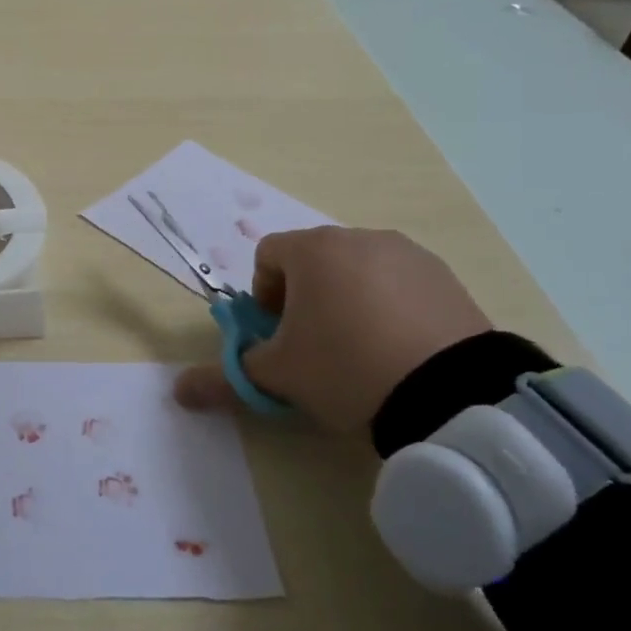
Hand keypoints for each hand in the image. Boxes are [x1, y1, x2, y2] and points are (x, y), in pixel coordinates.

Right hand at [175, 227, 491, 432]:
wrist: (451, 392)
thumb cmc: (346, 368)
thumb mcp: (279, 377)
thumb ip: (227, 377)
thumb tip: (179, 391)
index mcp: (313, 251)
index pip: (267, 256)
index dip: (262, 296)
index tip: (278, 335)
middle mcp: (359, 237)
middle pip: (314, 261)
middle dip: (305, 298)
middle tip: (316, 346)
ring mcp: (407, 254)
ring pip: (358, 271)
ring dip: (348, 300)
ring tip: (363, 352)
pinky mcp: (446, 277)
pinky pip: (401, 284)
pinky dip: (391, 307)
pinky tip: (402, 350)